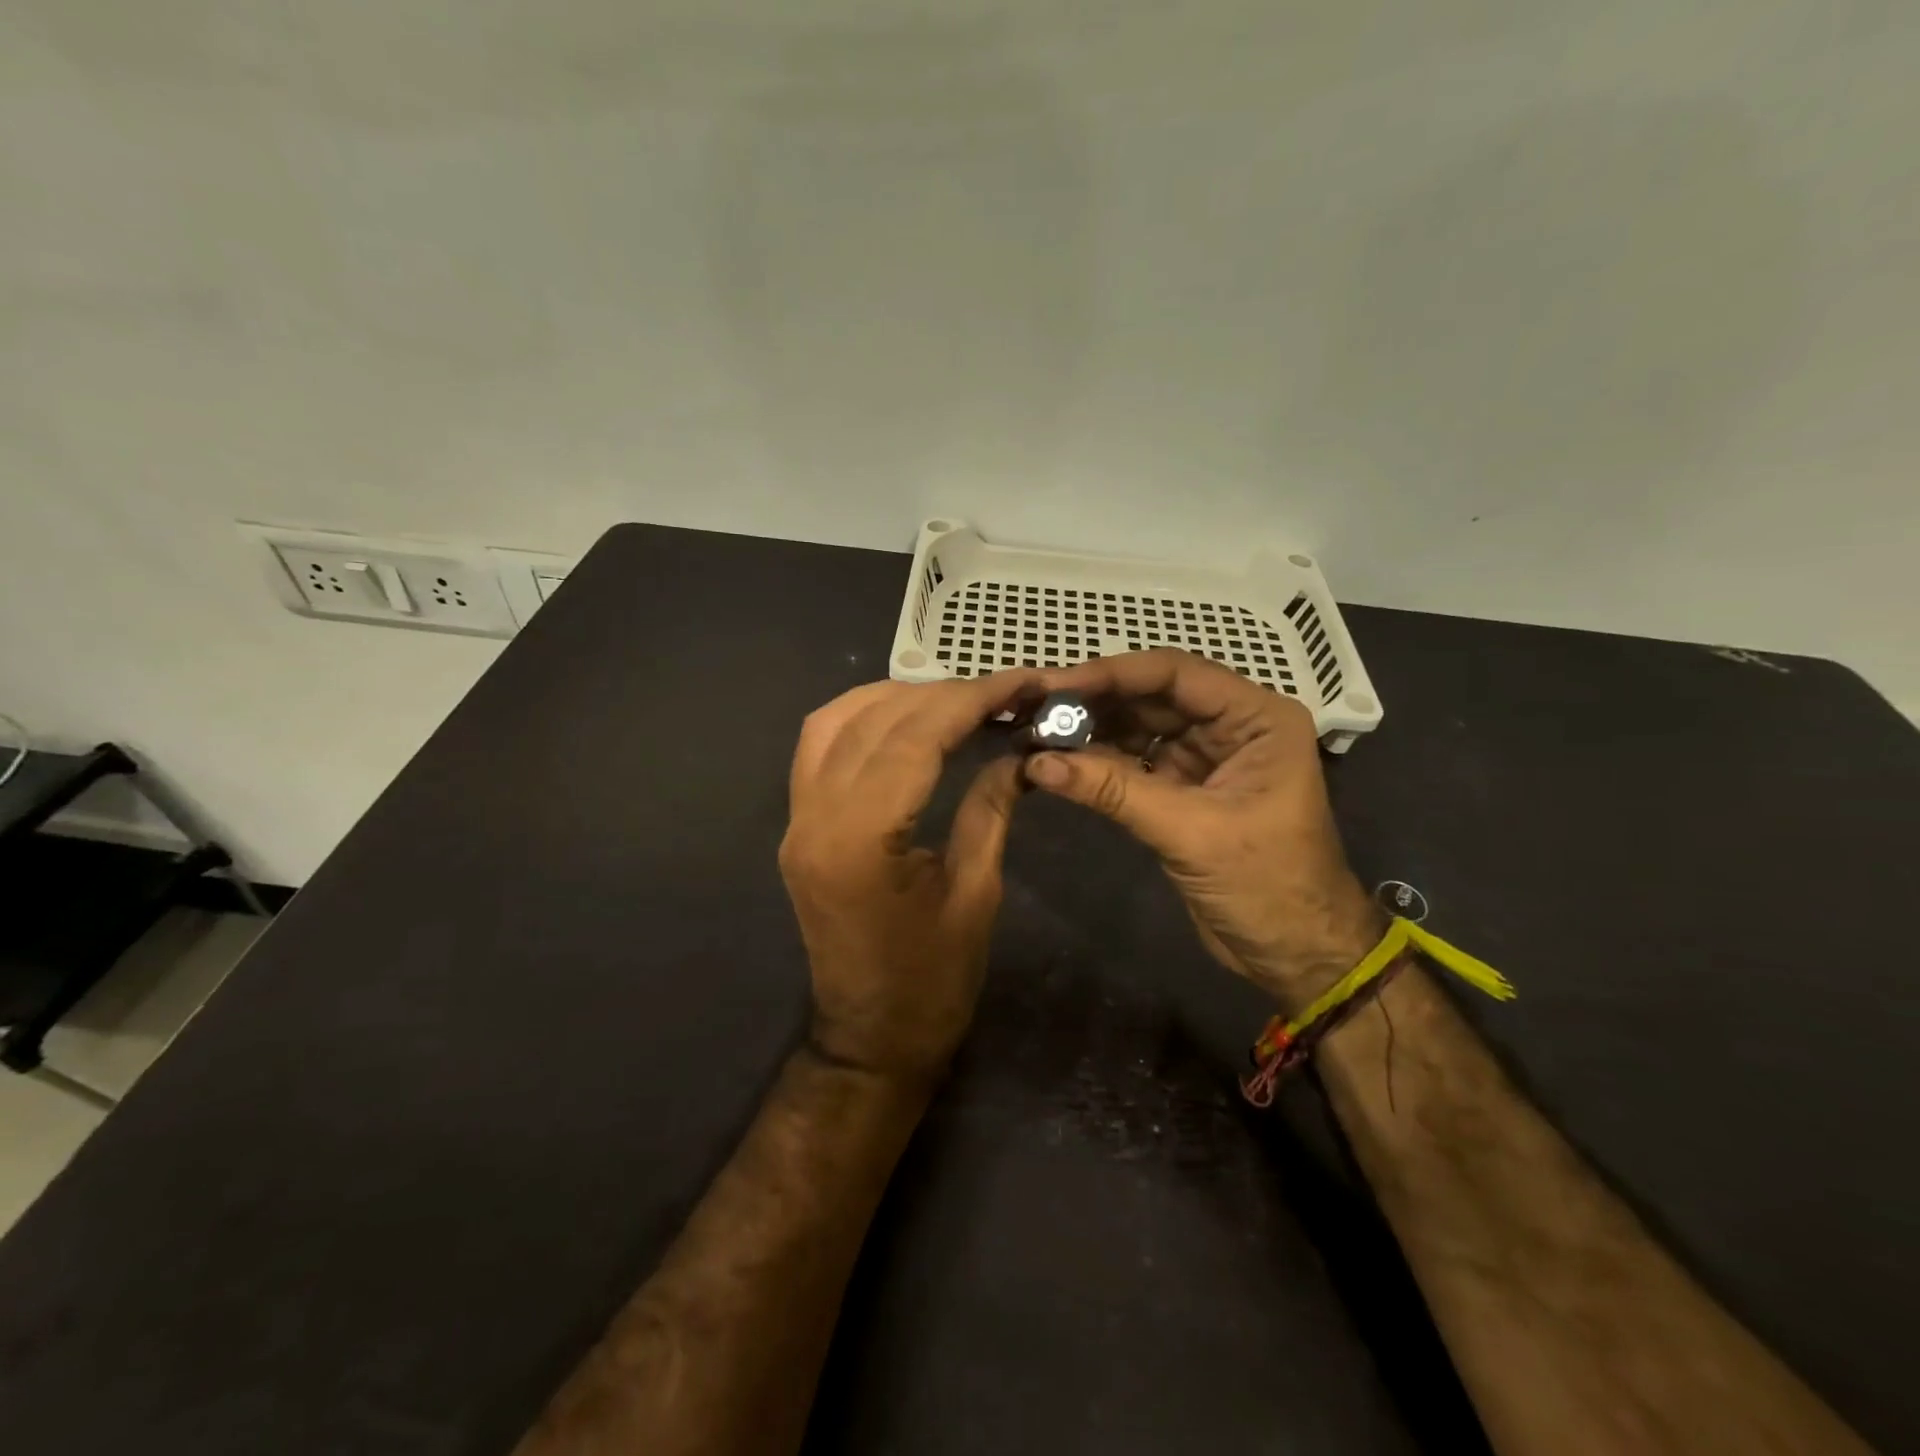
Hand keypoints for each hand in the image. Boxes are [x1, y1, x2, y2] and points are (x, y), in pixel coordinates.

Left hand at [779, 671, 1037, 1084]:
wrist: (870, 1040)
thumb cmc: (931, 983)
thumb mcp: (975, 894)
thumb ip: (989, 810)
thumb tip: (1017, 753)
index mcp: (860, 841)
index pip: (914, 738)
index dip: (971, 699)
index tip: (1020, 681)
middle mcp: (814, 818)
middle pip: (875, 720)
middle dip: (943, 693)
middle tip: (1001, 691)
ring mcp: (796, 820)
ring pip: (833, 721)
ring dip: (896, 697)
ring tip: (956, 698)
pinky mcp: (797, 826)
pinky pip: (818, 747)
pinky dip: (861, 718)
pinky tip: (903, 718)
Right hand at [1021, 649, 1382, 1012]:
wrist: (1295, 954)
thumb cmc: (1266, 886)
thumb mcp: (1191, 832)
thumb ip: (1114, 790)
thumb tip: (1037, 761)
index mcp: (1257, 718)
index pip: (1176, 674)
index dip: (1113, 674)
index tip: (1056, 684)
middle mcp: (1232, 725)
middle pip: (1152, 696)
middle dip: (1095, 703)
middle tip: (1034, 709)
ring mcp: (1206, 757)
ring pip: (1140, 727)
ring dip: (1091, 731)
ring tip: (1036, 733)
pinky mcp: (1184, 788)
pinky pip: (1134, 762)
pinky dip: (1098, 763)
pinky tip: (1059, 763)